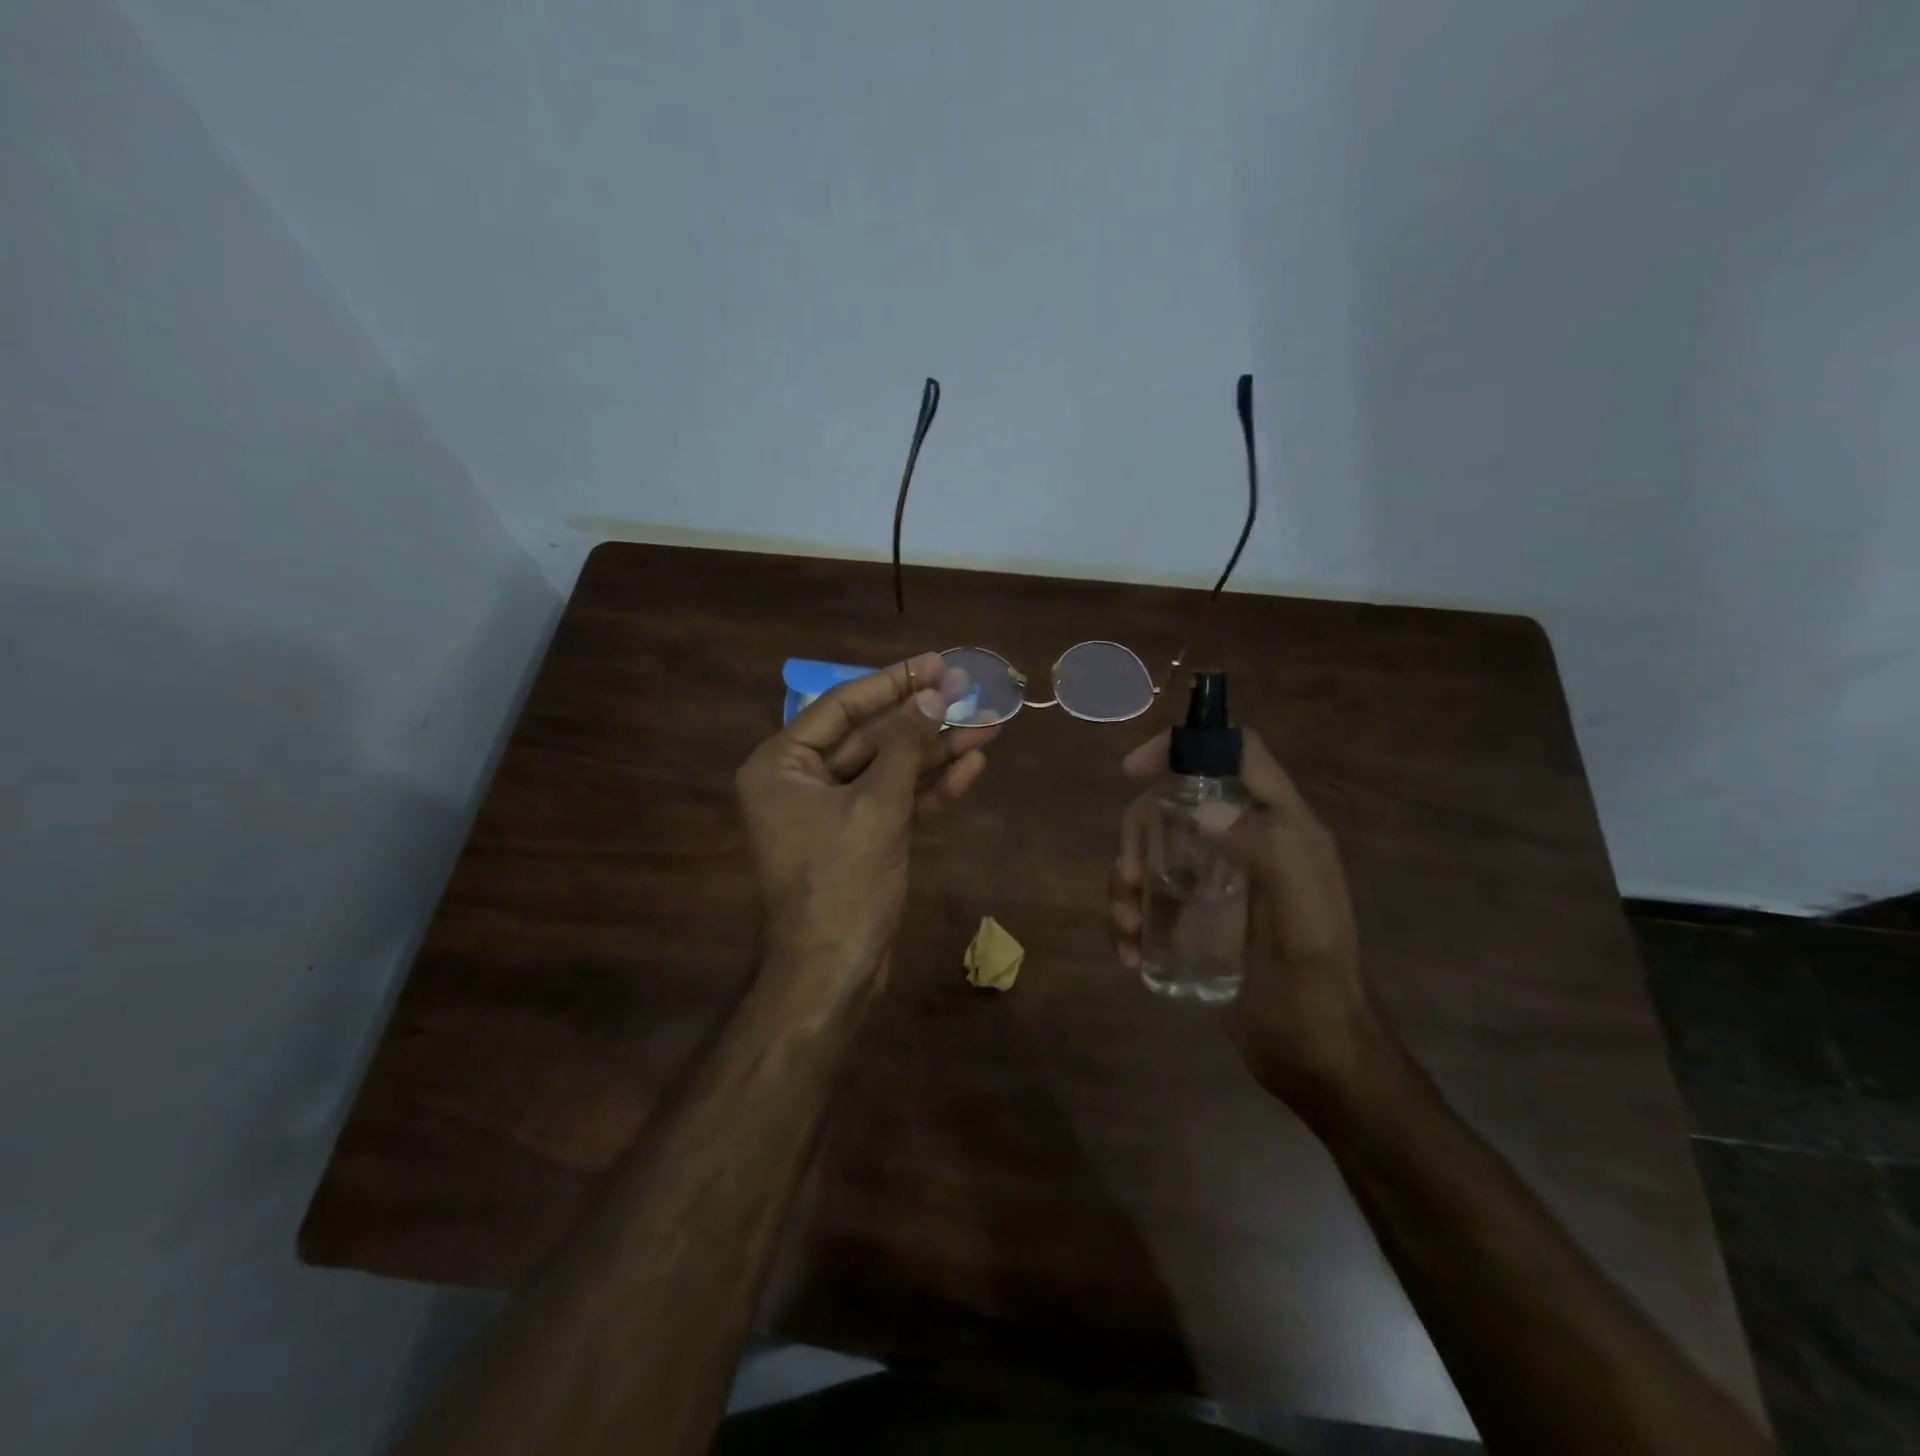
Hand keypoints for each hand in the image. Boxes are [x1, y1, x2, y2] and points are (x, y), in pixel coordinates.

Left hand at [737, 651, 992, 997]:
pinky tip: (970, 767)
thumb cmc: (842, 883)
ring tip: (988, 727)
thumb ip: (905, 746)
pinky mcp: (860, 837)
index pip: (842, 707)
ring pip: (889, 769)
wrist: (835, 972)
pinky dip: (930, 788)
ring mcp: (832, 811)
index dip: (893, 683)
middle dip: (923, 719)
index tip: (935, 662)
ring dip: (936, 752)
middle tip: (970, 691)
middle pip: (871, 736)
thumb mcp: (877, 806)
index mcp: (781, 765)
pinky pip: (896, 801)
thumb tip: (934, 694)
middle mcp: (801, 781)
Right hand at [1109, 727, 1381, 1107]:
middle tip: (1127, 878)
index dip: (1186, 746)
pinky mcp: (1200, 913)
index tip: (1133, 771)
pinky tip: (1129, 950)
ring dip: (1126, 879)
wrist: (1316, 1062)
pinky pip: (1151, 893)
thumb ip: (1271, 856)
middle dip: (1140, 832)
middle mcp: (1251, 842)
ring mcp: (1222, 879)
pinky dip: (1130, 914)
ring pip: (1156, 847)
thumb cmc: (1315, 992)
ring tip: (1126, 925)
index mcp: (1285, 829)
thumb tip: (1202, 812)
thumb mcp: (1305, 924)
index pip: (1237, 754)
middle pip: (1178, 802)